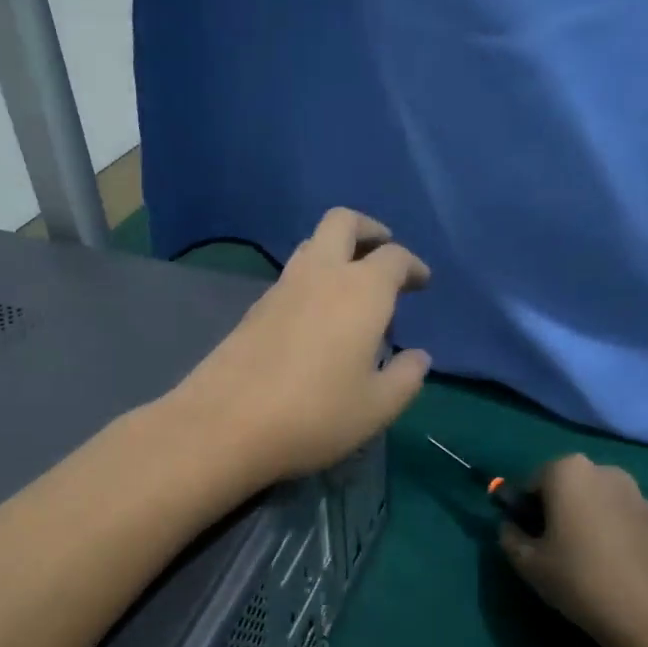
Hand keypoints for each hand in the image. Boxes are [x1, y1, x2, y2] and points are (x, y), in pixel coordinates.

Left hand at [171, 208, 432, 484]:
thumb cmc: (315, 414)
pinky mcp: (253, 310)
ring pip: (310, 246)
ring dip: (335, 253)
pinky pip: (290, 278)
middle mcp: (320, 275)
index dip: (413, 266)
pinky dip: (310, 281)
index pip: (394, 258)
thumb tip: (417, 357)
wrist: (226, 423)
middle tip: (382, 252)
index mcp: (361, 291)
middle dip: (368, 230)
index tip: (421, 282)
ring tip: (350, 289)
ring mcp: (280, 289)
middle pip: (342, 223)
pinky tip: (315, 318)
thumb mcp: (376, 407)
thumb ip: (405, 378)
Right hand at [499, 455, 647, 646]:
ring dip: (582, 521)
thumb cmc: (581, 580)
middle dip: (554, 512)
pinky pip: (618, 517)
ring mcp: (636, 492)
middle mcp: (603, 470)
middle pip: (565, 487)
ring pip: (593, 502)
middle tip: (551, 551)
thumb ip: (509, 536)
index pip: (531, 483)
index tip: (528, 542)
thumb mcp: (527, 563)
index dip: (523, 512)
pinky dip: (608, 533)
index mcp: (568, 471)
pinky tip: (610, 567)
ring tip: (583, 562)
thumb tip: (513, 526)